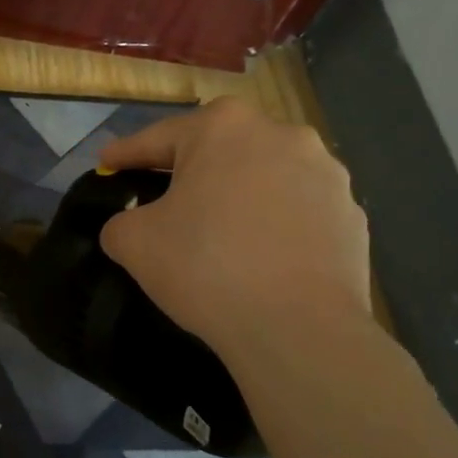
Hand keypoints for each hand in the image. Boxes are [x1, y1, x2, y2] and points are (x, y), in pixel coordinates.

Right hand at [97, 97, 370, 359]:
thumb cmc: (206, 267)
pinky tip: (259, 256)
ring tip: (217, 232)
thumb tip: (130, 226)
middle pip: (217, 151)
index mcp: (223, 128)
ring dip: (236, 195)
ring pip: (261, 177)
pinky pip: (296, 210)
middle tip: (160, 201)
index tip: (106, 165)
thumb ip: (119, 221)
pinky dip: (273, 224)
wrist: (298, 329)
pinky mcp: (351, 214)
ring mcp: (326, 173)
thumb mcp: (133, 242)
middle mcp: (280, 134)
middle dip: (187, 172)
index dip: (126, 154)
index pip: (158, 139)